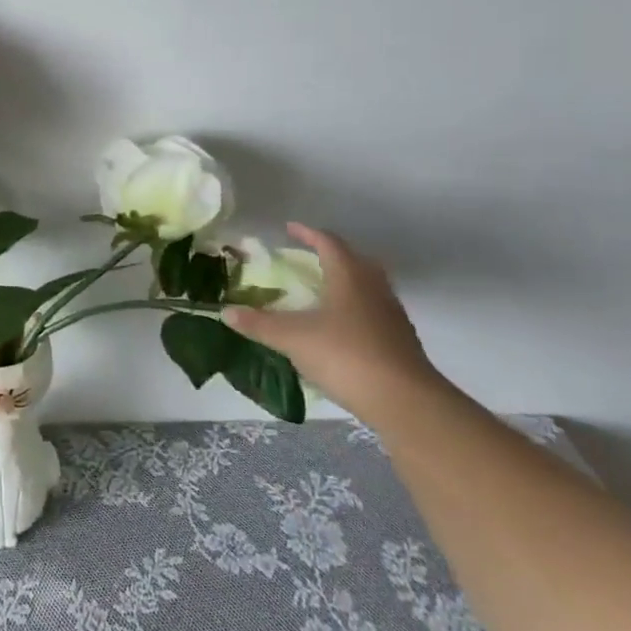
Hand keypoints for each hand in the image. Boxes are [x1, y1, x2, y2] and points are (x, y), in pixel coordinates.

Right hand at [223, 223, 446, 422]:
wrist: (405, 402)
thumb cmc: (346, 355)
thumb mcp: (293, 338)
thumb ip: (259, 324)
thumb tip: (225, 312)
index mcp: (349, 276)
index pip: (328, 243)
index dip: (307, 233)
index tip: (289, 228)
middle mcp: (374, 288)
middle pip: (354, 260)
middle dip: (330, 255)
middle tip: (307, 258)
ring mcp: (391, 315)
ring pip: (367, 286)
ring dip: (345, 282)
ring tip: (320, 292)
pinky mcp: (399, 341)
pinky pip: (373, 312)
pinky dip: (354, 310)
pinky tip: (338, 329)